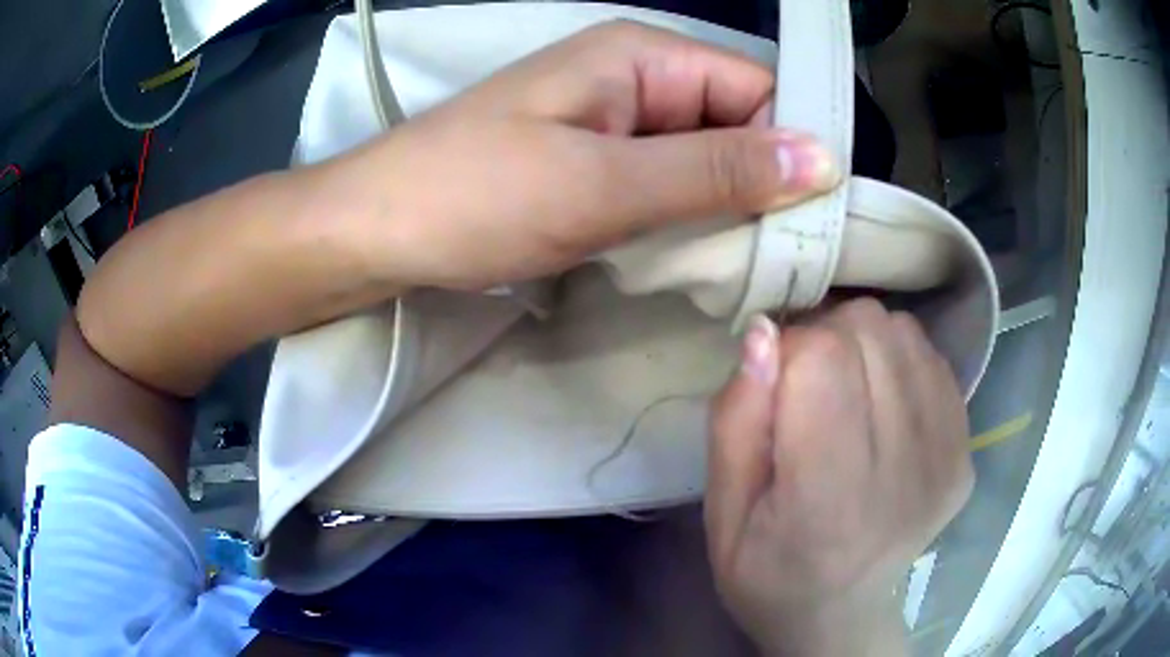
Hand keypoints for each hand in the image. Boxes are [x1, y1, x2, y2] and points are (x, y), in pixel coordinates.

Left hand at [330, 20, 838, 290]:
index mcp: (642, 56)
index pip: (758, 88)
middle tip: (777, 257)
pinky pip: (668, 182)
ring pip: (706, 158)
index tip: (809, 220)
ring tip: (740, 264)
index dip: (791, 146)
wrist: (379, 230)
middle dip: (761, 186)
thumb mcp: (603, 184)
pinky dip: (687, 218)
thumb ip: (716, 171)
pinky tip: (693, 256)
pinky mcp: (595, 162)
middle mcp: (637, 77)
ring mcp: (615, 121)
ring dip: (726, 208)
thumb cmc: (475, 196)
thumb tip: (823, 159)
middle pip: (736, 123)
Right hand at [705, 300, 972, 655]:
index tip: (773, 381)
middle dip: (826, 338)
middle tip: (805, 387)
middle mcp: (904, 473)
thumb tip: (764, 332)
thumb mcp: (722, 512)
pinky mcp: (966, 451)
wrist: (841, 613)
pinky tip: (882, 405)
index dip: (789, 349)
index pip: (825, 359)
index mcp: (829, 501)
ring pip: (904, 333)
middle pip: (870, 332)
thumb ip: (735, 422)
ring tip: (844, 394)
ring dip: (864, 345)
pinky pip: (932, 359)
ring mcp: (948, 459)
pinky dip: (898, 362)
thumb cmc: (767, 570)